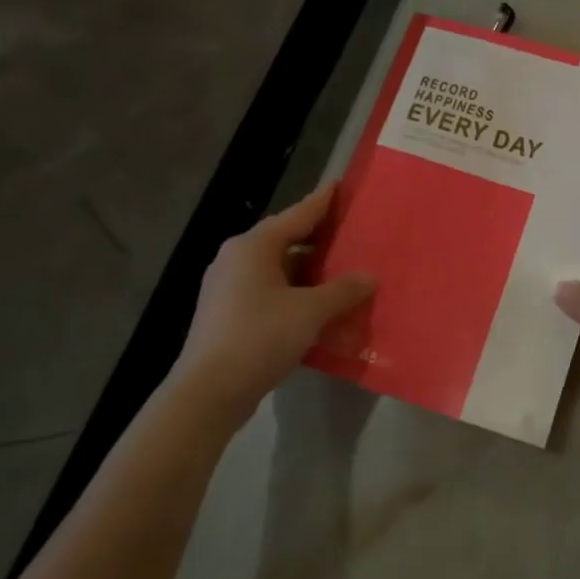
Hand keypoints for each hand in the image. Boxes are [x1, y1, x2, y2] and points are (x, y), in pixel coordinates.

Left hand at [171, 185, 374, 419]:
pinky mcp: (227, 314)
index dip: (323, 202)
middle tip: (352, 235)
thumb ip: (343, 290)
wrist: (209, 391)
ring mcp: (228, 287)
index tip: (342, 187)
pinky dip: (294, 293)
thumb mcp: (310, 312)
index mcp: (254, 246)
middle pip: (285, 239)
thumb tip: (370, 277)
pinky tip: (317, 307)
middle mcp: (236, 258)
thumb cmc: (260, 337)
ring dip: (308, 271)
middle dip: (319, 239)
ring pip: (277, 268)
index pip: (297, 214)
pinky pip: (269, 291)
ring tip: (341, 273)